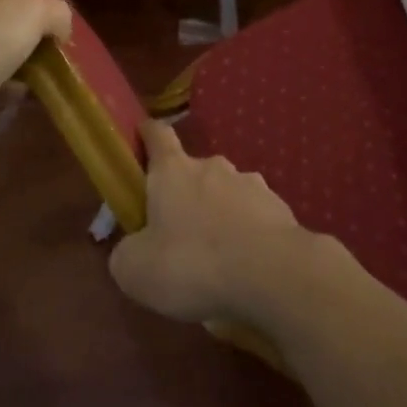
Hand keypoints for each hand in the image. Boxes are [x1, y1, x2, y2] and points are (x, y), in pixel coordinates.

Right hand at [108, 120, 322, 325]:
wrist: (271, 272)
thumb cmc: (192, 263)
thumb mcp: (136, 270)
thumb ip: (127, 253)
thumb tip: (131, 249)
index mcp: (173, 171)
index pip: (158, 135)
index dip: (148, 134)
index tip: (142, 135)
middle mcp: (213, 166)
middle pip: (193, 170)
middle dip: (185, 193)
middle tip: (177, 231)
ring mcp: (251, 183)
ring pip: (226, 193)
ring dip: (218, 214)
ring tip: (215, 255)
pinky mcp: (279, 207)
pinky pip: (254, 215)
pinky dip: (246, 233)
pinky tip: (245, 264)